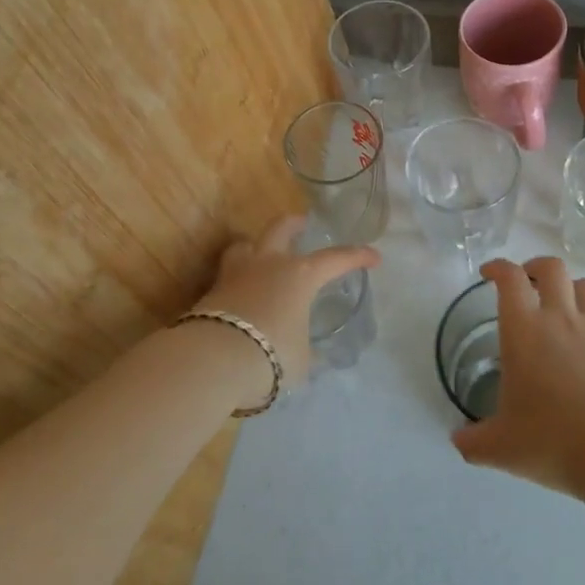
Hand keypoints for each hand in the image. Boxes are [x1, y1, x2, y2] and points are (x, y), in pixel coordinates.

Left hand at [195, 215, 379, 392]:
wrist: (212, 361)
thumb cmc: (270, 354)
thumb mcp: (300, 358)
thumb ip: (303, 348)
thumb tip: (302, 351)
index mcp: (300, 275)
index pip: (336, 259)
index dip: (357, 257)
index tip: (374, 257)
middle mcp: (268, 264)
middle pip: (281, 228)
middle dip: (294, 224)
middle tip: (303, 224)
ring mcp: (235, 274)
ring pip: (245, 245)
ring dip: (256, 246)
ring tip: (261, 255)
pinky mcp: (210, 292)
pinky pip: (228, 276)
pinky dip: (238, 281)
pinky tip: (241, 294)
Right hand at [451, 257, 584, 494]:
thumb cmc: (551, 439)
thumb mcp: (500, 447)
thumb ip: (473, 440)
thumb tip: (458, 440)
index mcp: (524, 330)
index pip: (510, 278)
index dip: (498, 267)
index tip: (489, 273)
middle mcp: (561, 318)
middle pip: (551, 268)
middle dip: (535, 267)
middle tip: (526, 284)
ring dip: (570, 289)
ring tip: (562, 308)